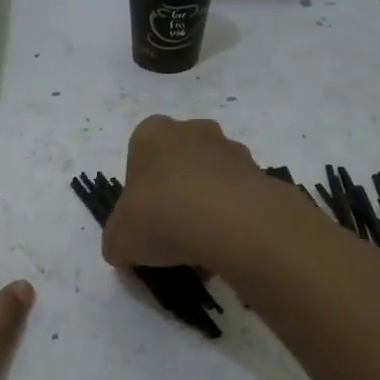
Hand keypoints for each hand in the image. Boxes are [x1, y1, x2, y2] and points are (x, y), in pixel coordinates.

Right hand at [101, 115, 265, 268]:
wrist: (227, 222)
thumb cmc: (159, 217)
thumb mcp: (118, 240)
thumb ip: (119, 240)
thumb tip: (127, 248)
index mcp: (151, 134)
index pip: (140, 154)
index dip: (140, 190)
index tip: (144, 219)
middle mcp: (193, 131)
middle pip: (179, 162)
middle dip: (177, 193)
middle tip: (172, 231)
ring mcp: (231, 149)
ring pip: (212, 179)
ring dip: (207, 206)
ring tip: (203, 248)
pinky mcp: (261, 173)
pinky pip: (240, 197)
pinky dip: (234, 219)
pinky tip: (227, 248)